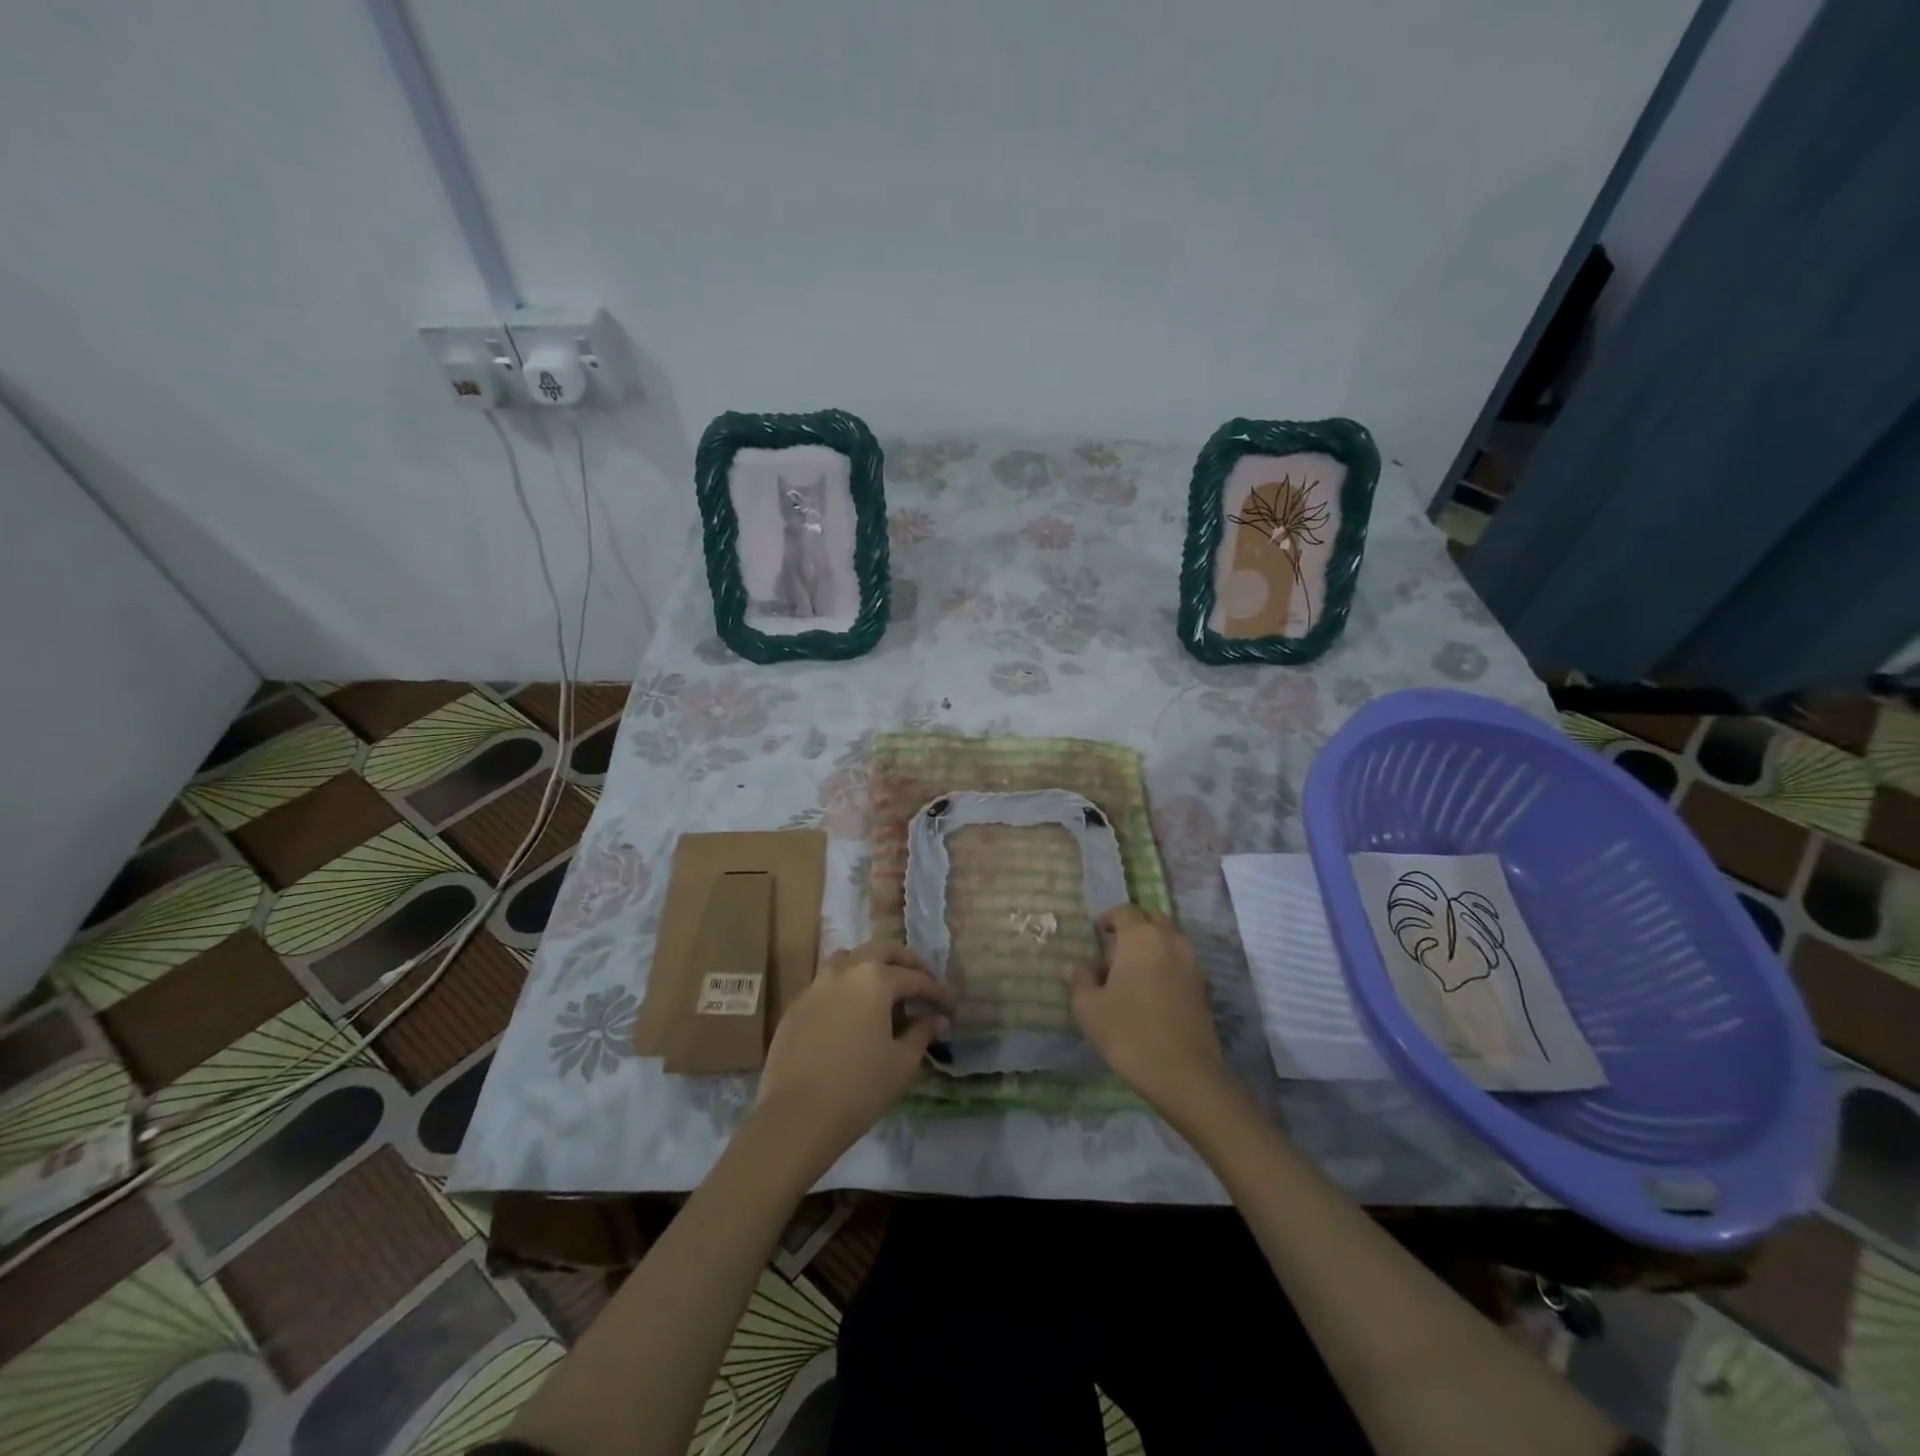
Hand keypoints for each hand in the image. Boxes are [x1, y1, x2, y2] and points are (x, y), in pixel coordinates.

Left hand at [754, 942, 954, 1172]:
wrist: (795, 1117)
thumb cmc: (858, 1088)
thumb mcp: (902, 1063)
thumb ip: (922, 1033)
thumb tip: (936, 1019)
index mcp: (874, 979)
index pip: (915, 978)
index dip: (937, 991)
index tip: (951, 1006)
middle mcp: (844, 971)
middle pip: (882, 951)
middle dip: (907, 962)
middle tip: (924, 980)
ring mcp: (816, 986)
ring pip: (850, 960)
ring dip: (873, 966)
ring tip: (887, 989)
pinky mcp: (796, 1006)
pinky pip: (828, 984)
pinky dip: (848, 987)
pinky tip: (854, 1013)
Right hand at [1065, 905, 1231, 1120]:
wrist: (1185, 1075)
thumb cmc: (1129, 1033)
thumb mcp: (1089, 1008)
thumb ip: (1080, 980)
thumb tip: (1074, 965)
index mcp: (1141, 937)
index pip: (1125, 911)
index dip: (1108, 918)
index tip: (1095, 933)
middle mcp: (1170, 941)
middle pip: (1152, 919)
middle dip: (1133, 926)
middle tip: (1113, 948)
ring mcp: (1191, 964)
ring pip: (1169, 940)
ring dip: (1150, 945)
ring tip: (1129, 972)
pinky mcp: (1202, 988)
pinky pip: (1179, 962)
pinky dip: (1164, 965)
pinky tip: (1148, 992)